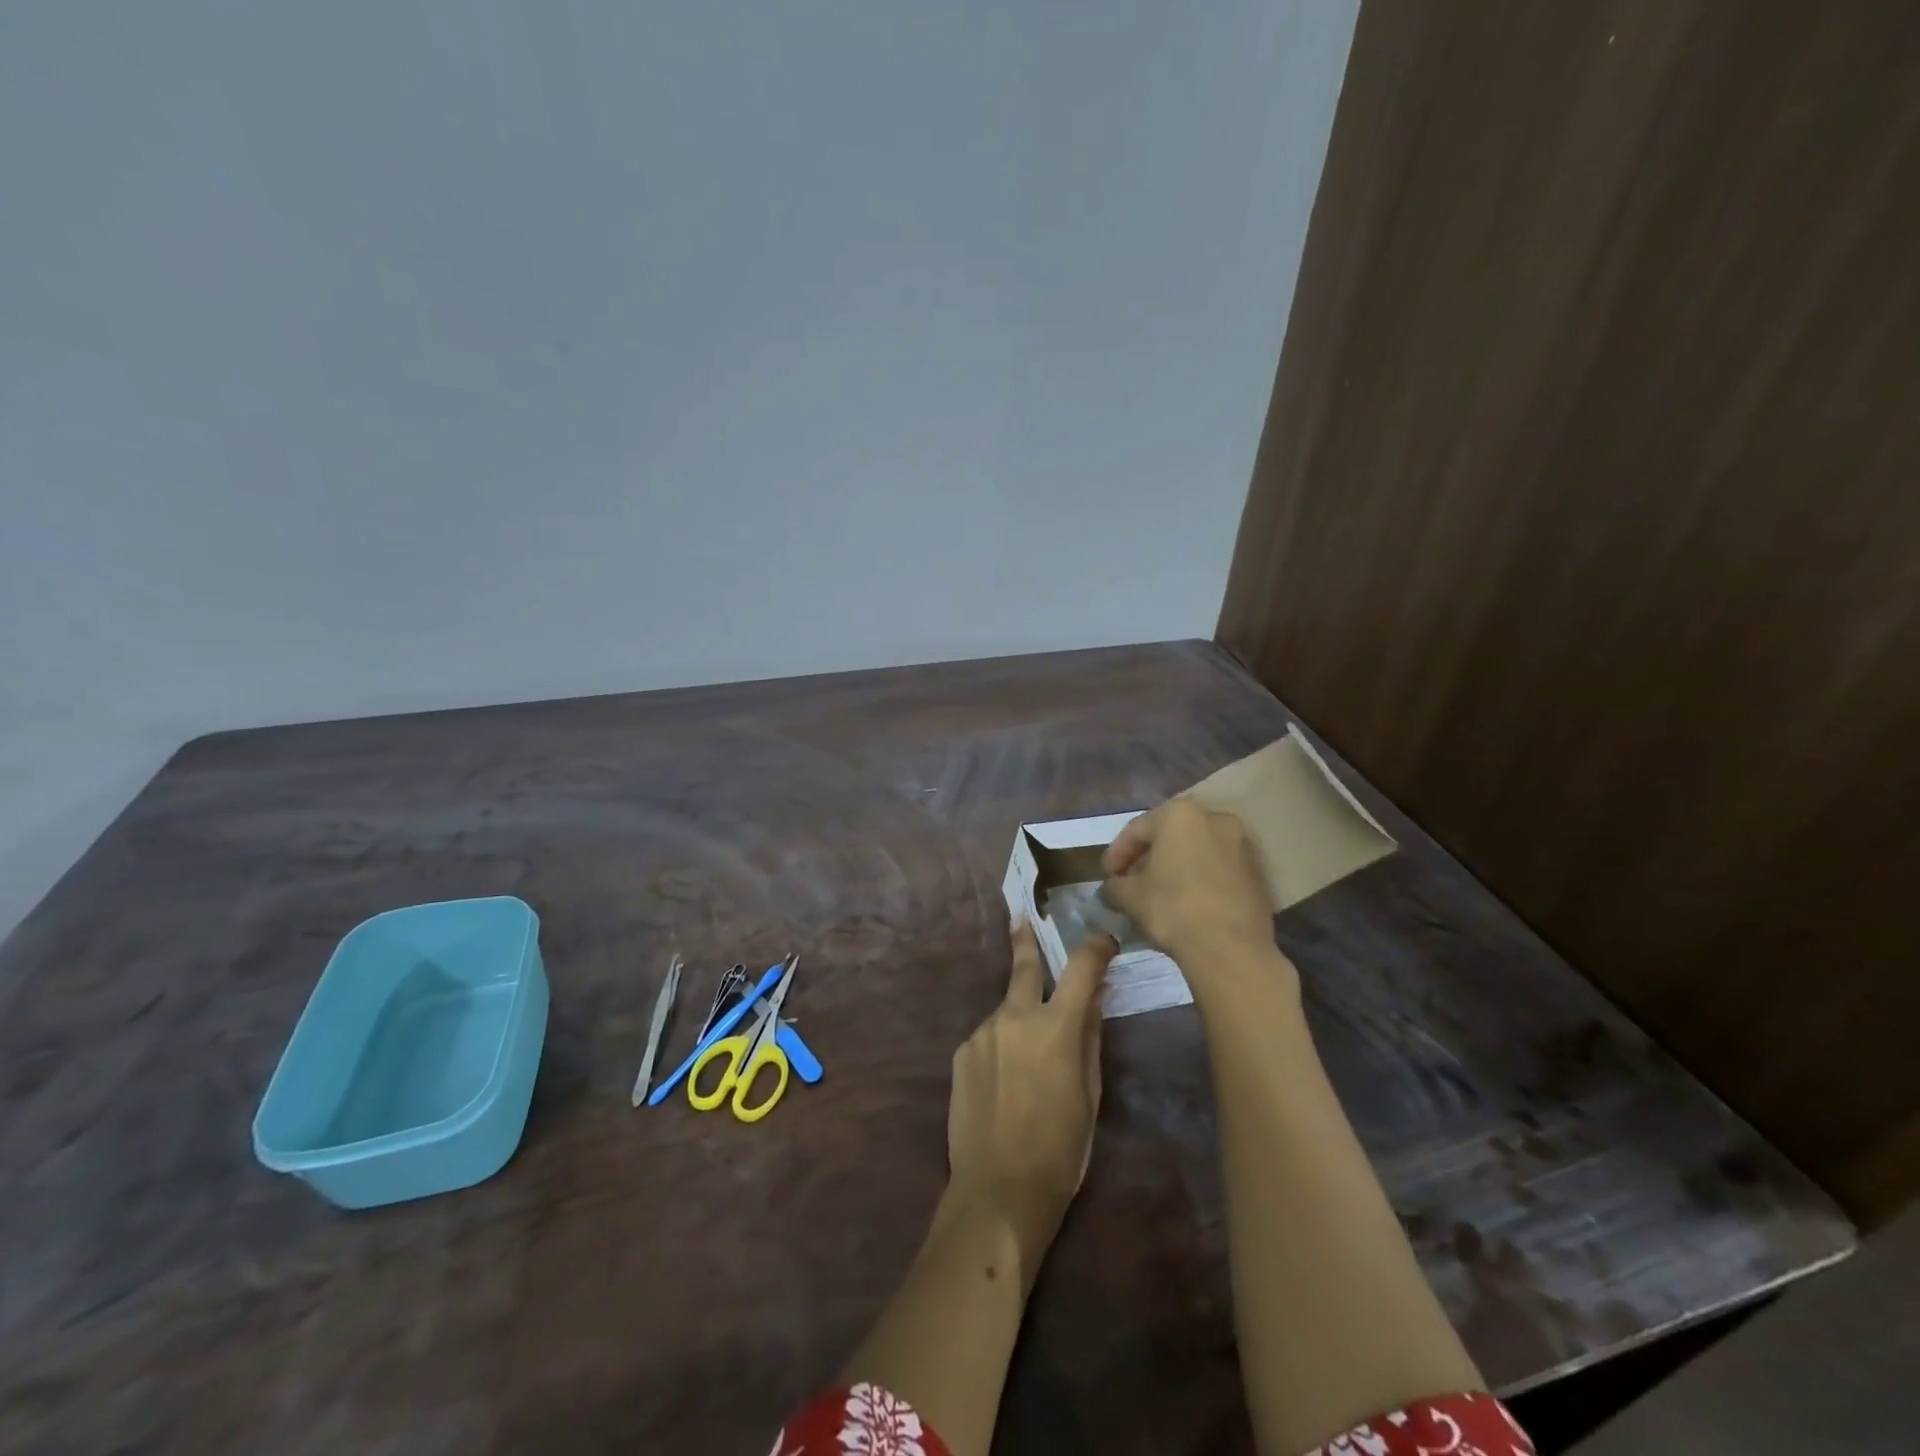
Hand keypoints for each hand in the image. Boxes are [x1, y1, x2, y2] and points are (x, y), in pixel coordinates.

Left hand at [946, 919, 1113, 1288]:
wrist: (997, 1190)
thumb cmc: (1060, 1149)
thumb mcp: (1089, 1094)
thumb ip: (1091, 1037)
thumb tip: (1096, 996)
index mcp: (1056, 1026)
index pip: (1081, 967)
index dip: (1096, 947)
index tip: (1104, 941)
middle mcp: (1015, 1016)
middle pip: (1024, 964)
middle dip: (1025, 938)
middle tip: (1021, 917)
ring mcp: (982, 1031)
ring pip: (1006, 1010)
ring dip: (1019, 1018)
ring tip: (1026, 1063)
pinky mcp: (961, 1051)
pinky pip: (988, 1037)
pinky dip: (1000, 1046)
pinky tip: (1002, 1082)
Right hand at [1101, 798, 1276, 966]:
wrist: (1231, 948)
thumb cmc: (1173, 908)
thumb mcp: (1130, 896)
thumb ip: (1115, 885)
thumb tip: (1111, 889)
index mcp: (1180, 814)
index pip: (1137, 830)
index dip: (1117, 854)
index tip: (1107, 876)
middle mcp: (1214, 817)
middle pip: (1169, 836)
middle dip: (1147, 858)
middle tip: (1130, 882)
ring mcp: (1240, 843)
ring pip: (1195, 850)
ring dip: (1174, 867)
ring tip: (1157, 893)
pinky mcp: (1256, 870)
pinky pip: (1217, 866)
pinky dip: (1198, 877)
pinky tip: (1185, 901)